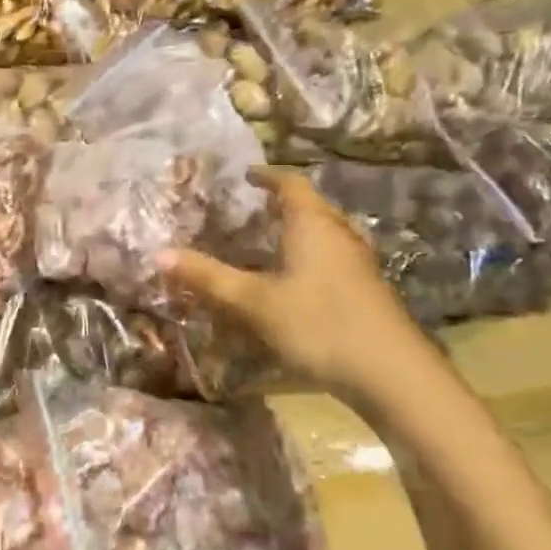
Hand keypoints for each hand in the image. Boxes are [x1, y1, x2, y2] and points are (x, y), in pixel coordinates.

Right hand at [162, 169, 440, 411]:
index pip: (290, 184)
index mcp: (312, 224)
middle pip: (311, 206)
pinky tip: (294, 283)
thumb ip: (207, 278)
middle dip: (281, 204)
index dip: (267, 176)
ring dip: (297, 232)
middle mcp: (339, 234)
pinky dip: (309, 257)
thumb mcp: (253, 303)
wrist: (392, 373)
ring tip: (269, 243)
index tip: (246, 176)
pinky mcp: (367, 290)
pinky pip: (332, 258)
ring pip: (324, 234)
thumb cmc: (318, 324)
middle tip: (251, 210)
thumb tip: (158, 253)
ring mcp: (358, 263)